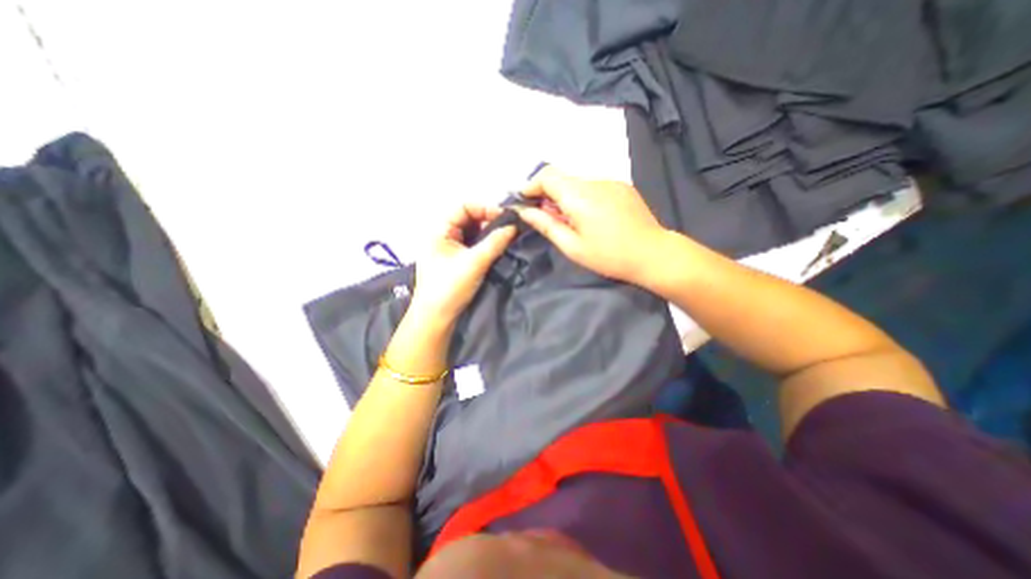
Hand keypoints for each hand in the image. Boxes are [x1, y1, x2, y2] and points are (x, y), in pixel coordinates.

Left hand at [404, 203, 513, 325]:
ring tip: (504, 238)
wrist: (436, 317)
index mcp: (439, 230)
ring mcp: (448, 248)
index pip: (463, 207)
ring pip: (470, 232)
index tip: (505, 218)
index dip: (484, 208)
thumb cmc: (450, 287)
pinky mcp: (454, 259)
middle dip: (487, 220)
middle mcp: (442, 235)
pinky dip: (483, 243)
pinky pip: (471, 244)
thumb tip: (514, 226)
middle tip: (507, 229)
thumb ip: (495, 242)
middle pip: (467, 218)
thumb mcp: (474, 262)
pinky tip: (495, 248)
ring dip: (487, 233)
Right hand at [516, 166, 669, 281]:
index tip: (525, 202)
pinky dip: (583, 196)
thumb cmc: (609, 256)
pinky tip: (591, 217)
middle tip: (547, 217)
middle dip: (548, 194)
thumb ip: (546, 225)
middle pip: (562, 178)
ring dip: (566, 196)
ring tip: (571, 221)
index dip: (531, 185)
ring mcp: (610, 181)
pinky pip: (594, 186)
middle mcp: (594, 181)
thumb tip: (525, 211)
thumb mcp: (572, 247)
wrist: (653, 254)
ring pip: (577, 182)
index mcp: (579, 195)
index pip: (547, 175)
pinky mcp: (622, 186)